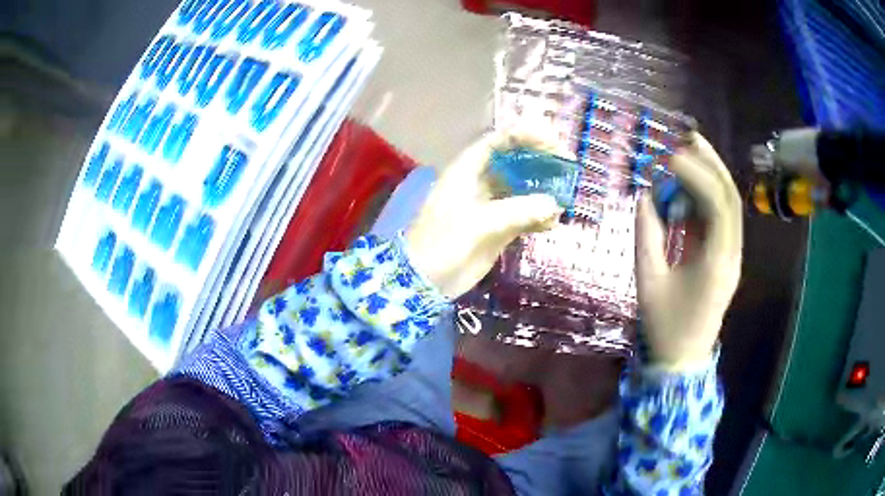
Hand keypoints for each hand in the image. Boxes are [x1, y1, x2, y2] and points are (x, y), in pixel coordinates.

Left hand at [405, 131, 562, 297]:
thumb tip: (554, 204)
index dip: (526, 135)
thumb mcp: (480, 223)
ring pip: (523, 189)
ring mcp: (491, 205)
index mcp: (469, 170)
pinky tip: (552, 224)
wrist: (426, 280)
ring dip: (544, 191)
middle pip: (516, 161)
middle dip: (541, 162)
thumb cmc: (444, 243)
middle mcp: (482, 182)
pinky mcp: (498, 227)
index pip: (500, 141)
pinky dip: (539, 217)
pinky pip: (524, 215)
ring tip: (566, 198)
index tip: (552, 142)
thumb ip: (518, 211)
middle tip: (568, 168)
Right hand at [635, 132, 742, 369]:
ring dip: (711, 177)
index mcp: (717, 263)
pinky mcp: (726, 259)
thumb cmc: (664, 327)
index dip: (697, 176)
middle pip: (731, 200)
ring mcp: (732, 257)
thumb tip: (644, 196)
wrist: (682, 360)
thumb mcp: (648, 281)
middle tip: (690, 137)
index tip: (670, 157)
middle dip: (712, 165)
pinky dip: (705, 198)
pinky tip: (688, 186)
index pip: (718, 207)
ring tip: (689, 152)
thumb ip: (646, 235)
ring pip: (729, 207)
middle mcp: (732, 255)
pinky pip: (720, 220)